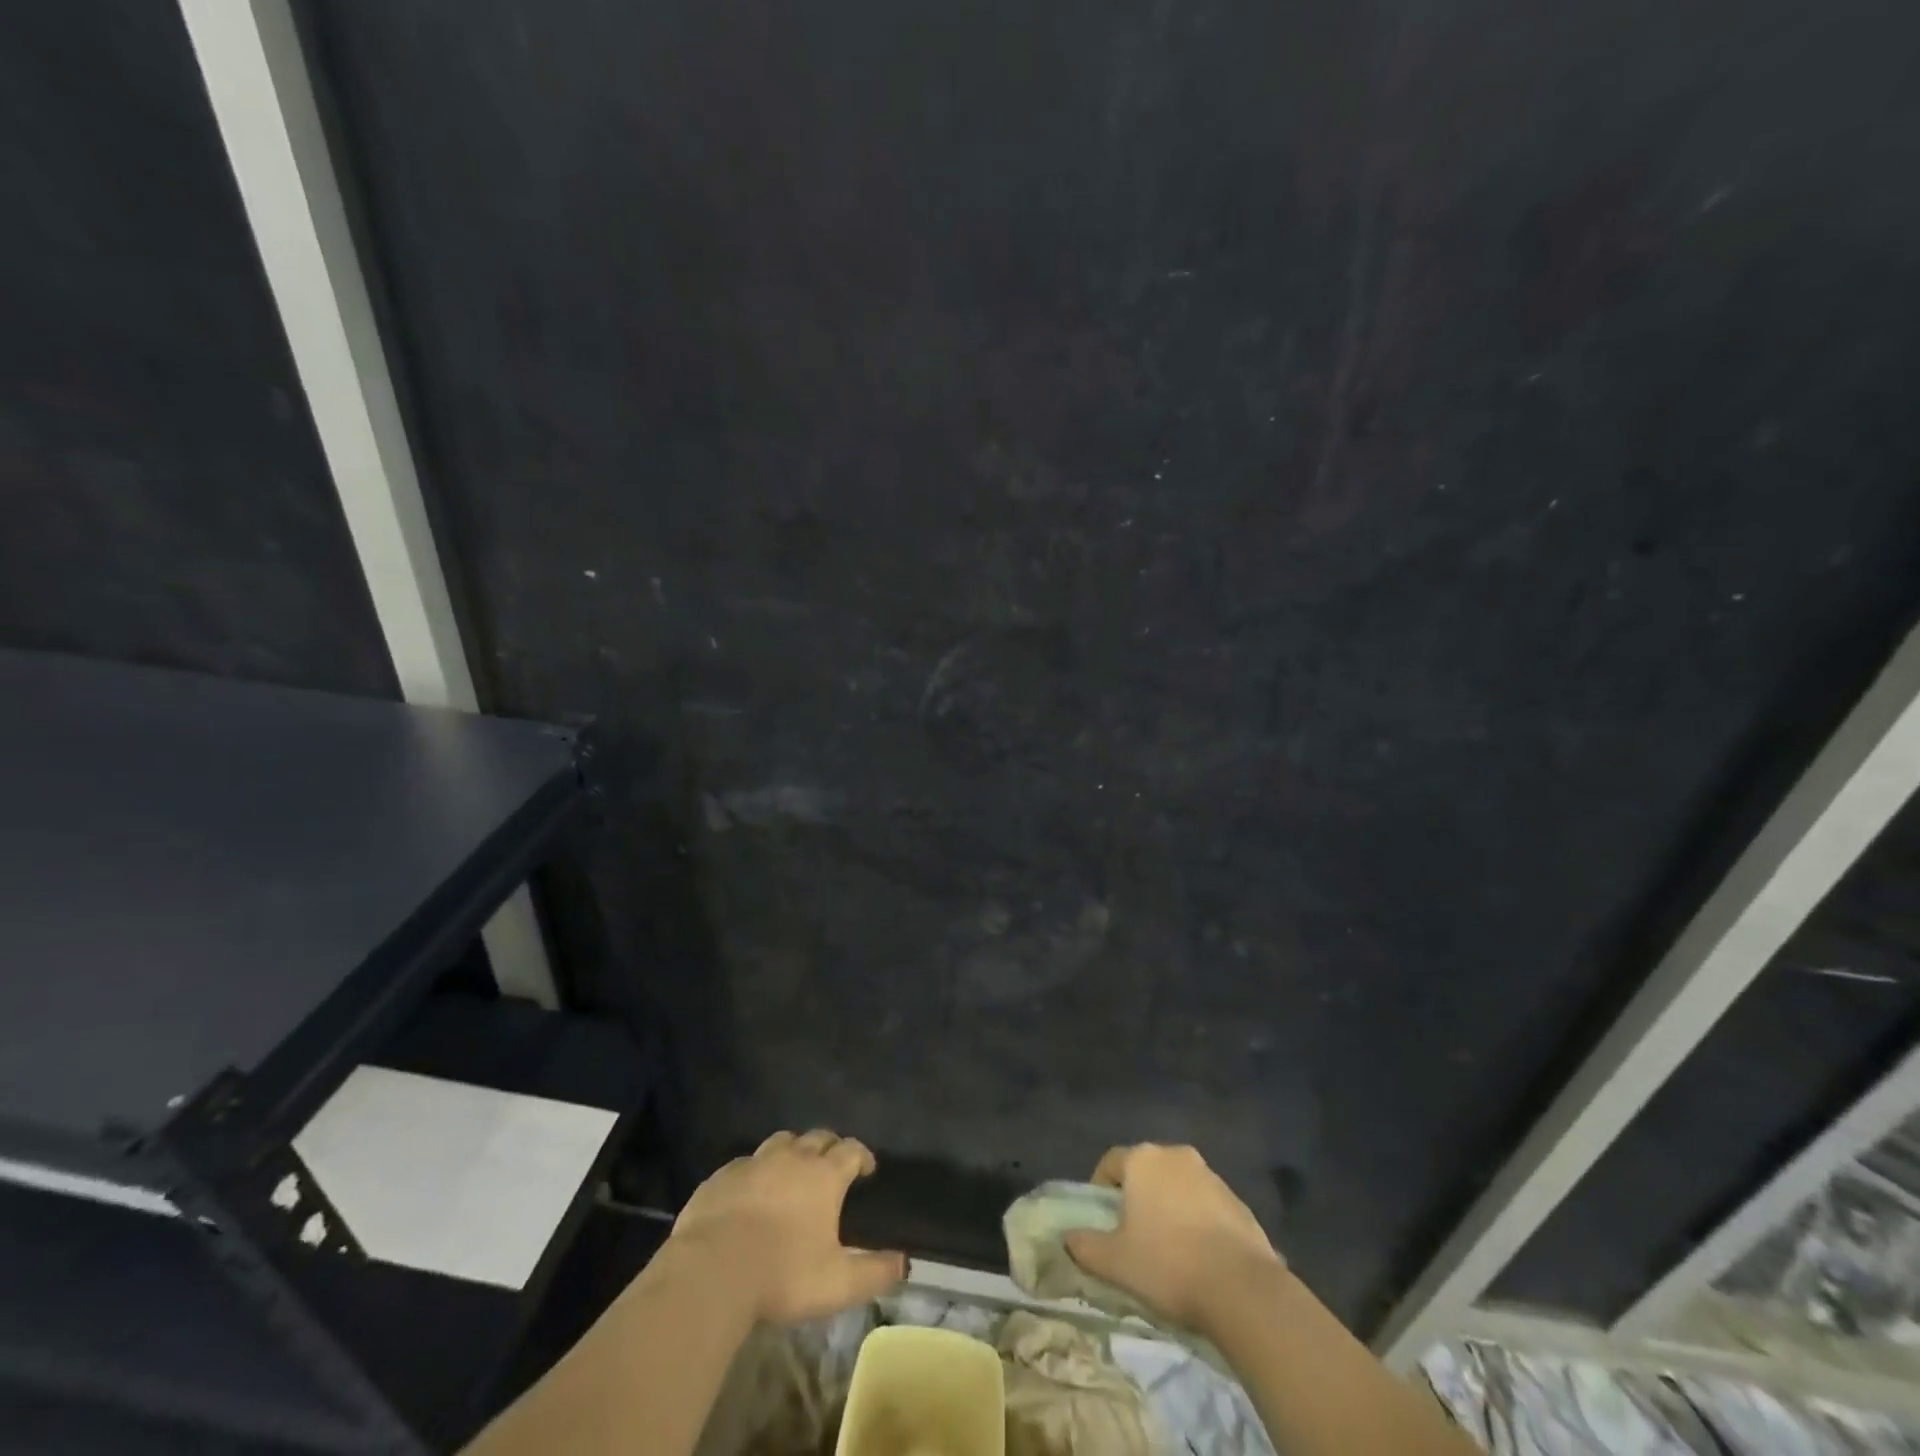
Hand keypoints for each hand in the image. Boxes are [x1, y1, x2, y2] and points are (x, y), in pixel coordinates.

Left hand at [666, 1128, 905, 1323]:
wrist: (711, 1271)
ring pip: (781, 1142)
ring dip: (792, 1151)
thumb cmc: (782, 1274)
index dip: (862, 1156)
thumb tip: (904, 1263)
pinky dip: (755, 1171)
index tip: (866, 1169)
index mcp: (824, 1175)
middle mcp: (792, 1158)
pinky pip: (745, 1163)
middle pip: (817, 1137)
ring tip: (793, 1170)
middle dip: (829, 1147)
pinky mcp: (721, 1176)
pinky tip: (751, 1191)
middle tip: (832, 1165)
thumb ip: (875, 1272)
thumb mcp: (838, 1283)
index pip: (851, 1150)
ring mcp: (754, 1163)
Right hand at [1064, 1143, 1283, 1334]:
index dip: (1100, 1188)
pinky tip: (1200, 1257)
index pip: (1110, 1162)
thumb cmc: (1168, 1265)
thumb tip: (1068, 1238)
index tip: (1102, 1219)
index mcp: (1143, 1159)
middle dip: (1137, 1196)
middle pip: (1146, 1170)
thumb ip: (1085, 1246)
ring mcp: (1211, 1175)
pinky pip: (1206, 1204)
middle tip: (1132, 1233)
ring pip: (1177, 1185)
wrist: (1242, 1289)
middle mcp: (1176, 1155)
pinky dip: (1197, 1221)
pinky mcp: (1238, 1200)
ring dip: (1169, 1207)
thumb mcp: (1115, 1262)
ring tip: (1168, 1249)